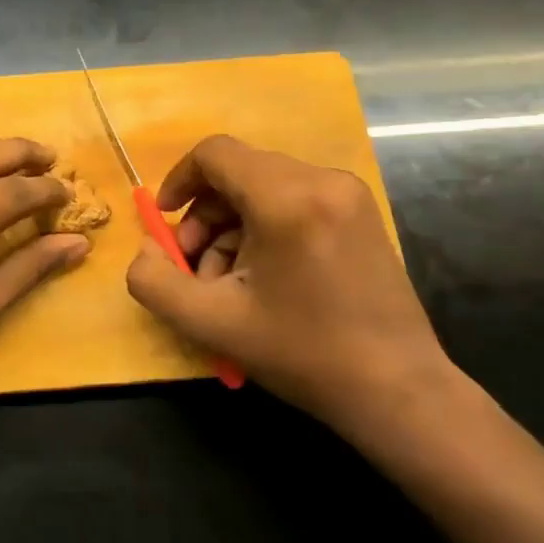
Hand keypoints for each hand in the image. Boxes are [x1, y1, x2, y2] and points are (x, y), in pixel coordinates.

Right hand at [124, 135, 457, 440]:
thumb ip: (154, 281)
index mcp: (288, 199)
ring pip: (264, 189)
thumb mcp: (210, 323)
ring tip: (228, 283)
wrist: (395, 389)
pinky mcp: (360, 214)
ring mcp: (348, 195)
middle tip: (196, 269)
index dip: (178, 180)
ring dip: (231, 228)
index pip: (215, 153)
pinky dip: (263, 230)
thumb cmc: (301, 353)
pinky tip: (263, 278)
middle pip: (238, 172)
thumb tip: (147, 248)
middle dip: (204, 217)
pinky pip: (293, 202)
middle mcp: (323, 181)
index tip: (165, 223)